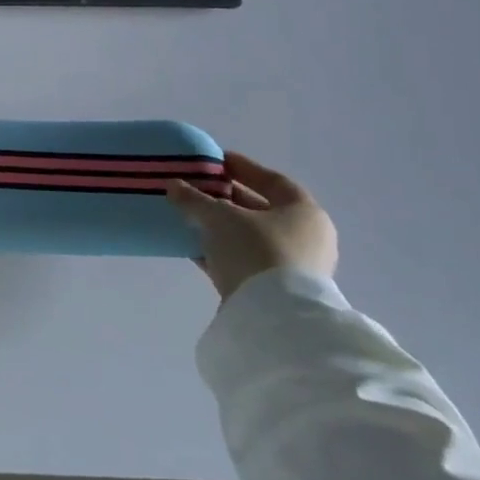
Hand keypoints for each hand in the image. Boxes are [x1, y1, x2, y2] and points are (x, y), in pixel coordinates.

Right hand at [166, 152, 337, 300]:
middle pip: (261, 209)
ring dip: (221, 227)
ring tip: (189, 217)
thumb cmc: (256, 251)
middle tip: (197, 188)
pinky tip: (194, 248)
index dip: (242, 168)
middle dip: (227, 198)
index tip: (215, 161)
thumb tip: (173, 185)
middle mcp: (306, 237)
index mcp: (304, 212)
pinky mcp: (276, 292)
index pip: (272, 180)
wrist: (274, 318)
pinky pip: (245, 261)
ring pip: (250, 237)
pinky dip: (222, 252)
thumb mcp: (219, 218)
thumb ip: (195, 199)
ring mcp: (293, 267)